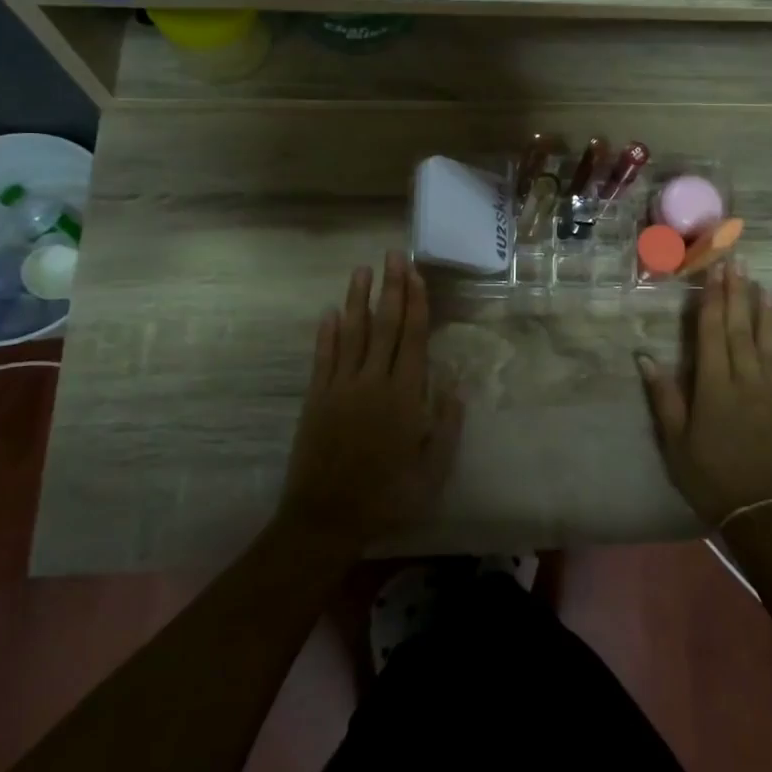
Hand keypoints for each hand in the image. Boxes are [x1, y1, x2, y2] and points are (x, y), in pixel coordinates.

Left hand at [278, 253, 463, 552]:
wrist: (326, 517)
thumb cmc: (388, 496)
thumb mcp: (433, 470)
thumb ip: (446, 425)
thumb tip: (455, 384)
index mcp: (405, 395)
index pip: (414, 337)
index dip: (416, 302)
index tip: (416, 274)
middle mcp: (374, 381)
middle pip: (385, 325)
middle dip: (391, 288)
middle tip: (393, 255)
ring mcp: (341, 387)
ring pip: (352, 333)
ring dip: (358, 299)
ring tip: (362, 270)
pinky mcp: (316, 397)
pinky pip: (323, 357)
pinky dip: (327, 333)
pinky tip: (330, 312)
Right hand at [637, 261, 771, 526]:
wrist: (767, 516)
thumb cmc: (712, 479)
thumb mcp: (676, 444)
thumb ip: (664, 397)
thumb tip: (645, 357)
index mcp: (715, 387)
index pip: (712, 332)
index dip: (712, 299)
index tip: (715, 270)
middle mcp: (748, 381)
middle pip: (740, 329)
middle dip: (737, 293)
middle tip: (738, 261)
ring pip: (770, 344)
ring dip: (765, 313)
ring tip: (763, 286)